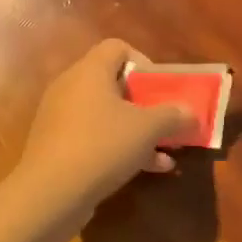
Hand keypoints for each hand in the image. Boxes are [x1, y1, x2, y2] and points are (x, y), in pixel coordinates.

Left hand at [9, 39, 195, 221]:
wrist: (50, 194)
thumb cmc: (102, 146)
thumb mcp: (148, 129)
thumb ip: (173, 116)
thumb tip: (191, 112)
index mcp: (89, 71)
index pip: (117, 47)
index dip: (144, 61)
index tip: (161, 88)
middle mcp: (70, 87)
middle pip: (113, 83)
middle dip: (145, 102)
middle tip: (165, 120)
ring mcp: (60, 118)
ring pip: (106, 115)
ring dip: (136, 130)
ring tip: (165, 150)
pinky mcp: (56, 146)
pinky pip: (94, 138)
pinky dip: (118, 148)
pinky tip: (147, 169)